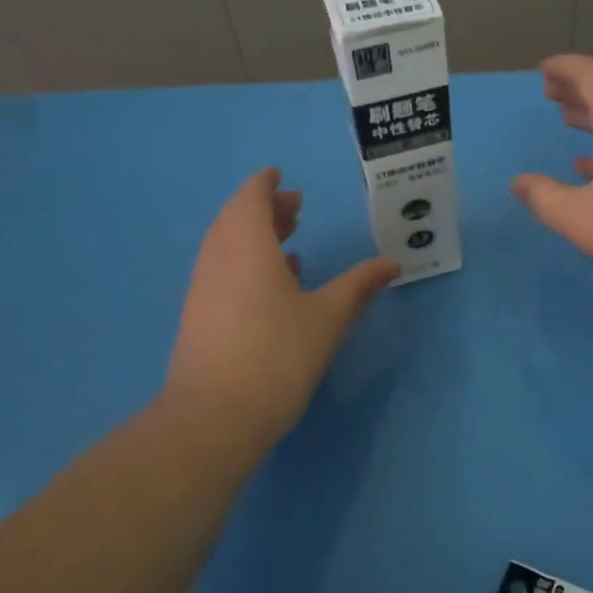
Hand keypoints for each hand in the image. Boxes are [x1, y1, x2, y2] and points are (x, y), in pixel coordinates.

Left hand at [166, 169, 399, 452]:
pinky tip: (274, 286)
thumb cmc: (277, 355)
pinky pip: (224, 272)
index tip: (281, 177)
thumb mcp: (328, 318)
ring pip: (228, 247)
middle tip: (296, 207)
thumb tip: (392, 263)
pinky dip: (248, 264)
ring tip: (291, 242)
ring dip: (256, 237)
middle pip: (237, 220)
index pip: (250, 198)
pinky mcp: (199, 317)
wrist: (215, 416)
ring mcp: (203, 289)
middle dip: (266, 210)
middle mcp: (218, 258)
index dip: (266, 185)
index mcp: (246, 246)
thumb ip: (359, 286)